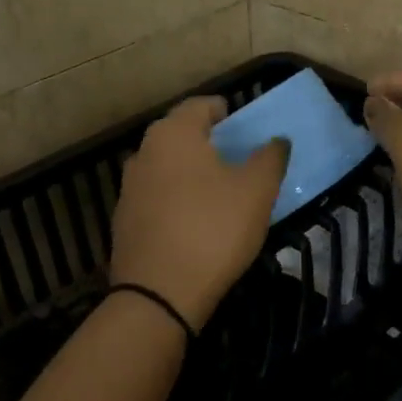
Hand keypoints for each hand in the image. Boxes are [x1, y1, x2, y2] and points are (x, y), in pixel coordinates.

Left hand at [108, 97, 288, 332]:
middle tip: (238, 160)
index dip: (227, 112)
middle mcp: (144, 152)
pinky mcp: (124, 221)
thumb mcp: (257, 191)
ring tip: (220, 194)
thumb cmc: (213, 229)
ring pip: (168, 168)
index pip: (202, 105)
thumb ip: (271, 157)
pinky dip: (177, 200)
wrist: (159, 295)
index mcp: (174, 134)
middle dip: (209, 143)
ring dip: (192, 173)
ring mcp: (129, 188)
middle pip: (182, 135)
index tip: (246, 128)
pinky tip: (196, 223)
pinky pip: (157, 198)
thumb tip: (277, 140)